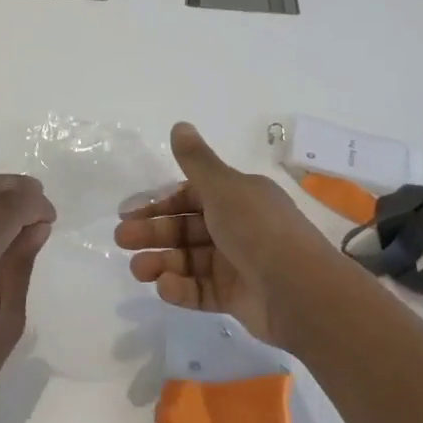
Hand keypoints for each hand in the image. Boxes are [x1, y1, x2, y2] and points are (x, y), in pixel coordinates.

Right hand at [114, 123, 339, 348]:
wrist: (301, 292)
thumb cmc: (258, 230)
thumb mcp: (224, 188)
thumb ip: (196, 160)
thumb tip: (179, 124)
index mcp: (239, 197)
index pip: (192, 196)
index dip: (161, 203)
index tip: (130, 211)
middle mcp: (239, 227)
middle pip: (187, 228)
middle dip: (154, 233)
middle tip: (122, 239)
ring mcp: (238, 264)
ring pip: (190, 260)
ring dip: (161, 262)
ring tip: (137, 270)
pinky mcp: (236, 297)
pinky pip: (201, 290)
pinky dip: (181, 288)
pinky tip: (163, 286)